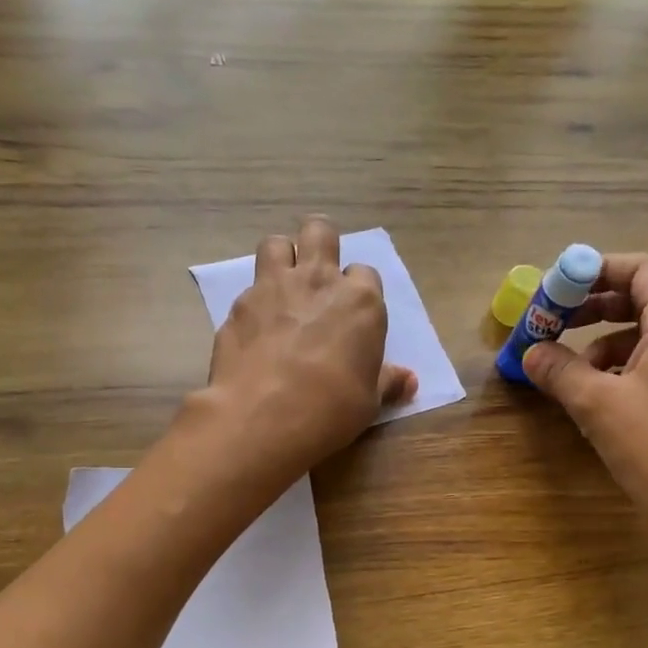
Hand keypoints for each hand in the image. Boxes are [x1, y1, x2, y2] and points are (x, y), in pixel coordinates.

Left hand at [200, 216, 416, 471]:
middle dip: (320, 245)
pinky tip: (253, 331)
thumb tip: (409, 380)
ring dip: (281, 259)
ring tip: (281, 289)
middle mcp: (318, 281)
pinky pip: (248, 289)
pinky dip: (253, 303)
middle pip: (320, 233)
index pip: (365, 274)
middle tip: (316, 277)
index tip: (353, 315)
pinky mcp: (238, 305)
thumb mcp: (369, 401)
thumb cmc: (330, 408)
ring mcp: (273, 288)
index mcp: (360, 301)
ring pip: (276, 244)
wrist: (263, 415)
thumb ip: (387, 382)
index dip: (359, 292)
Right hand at [522, 254, 647, 528]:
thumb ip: (560, 371)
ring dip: (603, 344)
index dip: (599, 269)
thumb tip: (531, 352)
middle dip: (594, 308)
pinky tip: (599, 399)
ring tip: (571, 374)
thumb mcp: (596, 405)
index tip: (560, 288)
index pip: (643, 270)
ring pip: (646, 337)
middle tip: (555, 325)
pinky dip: (622, 369)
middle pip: (642, 301)